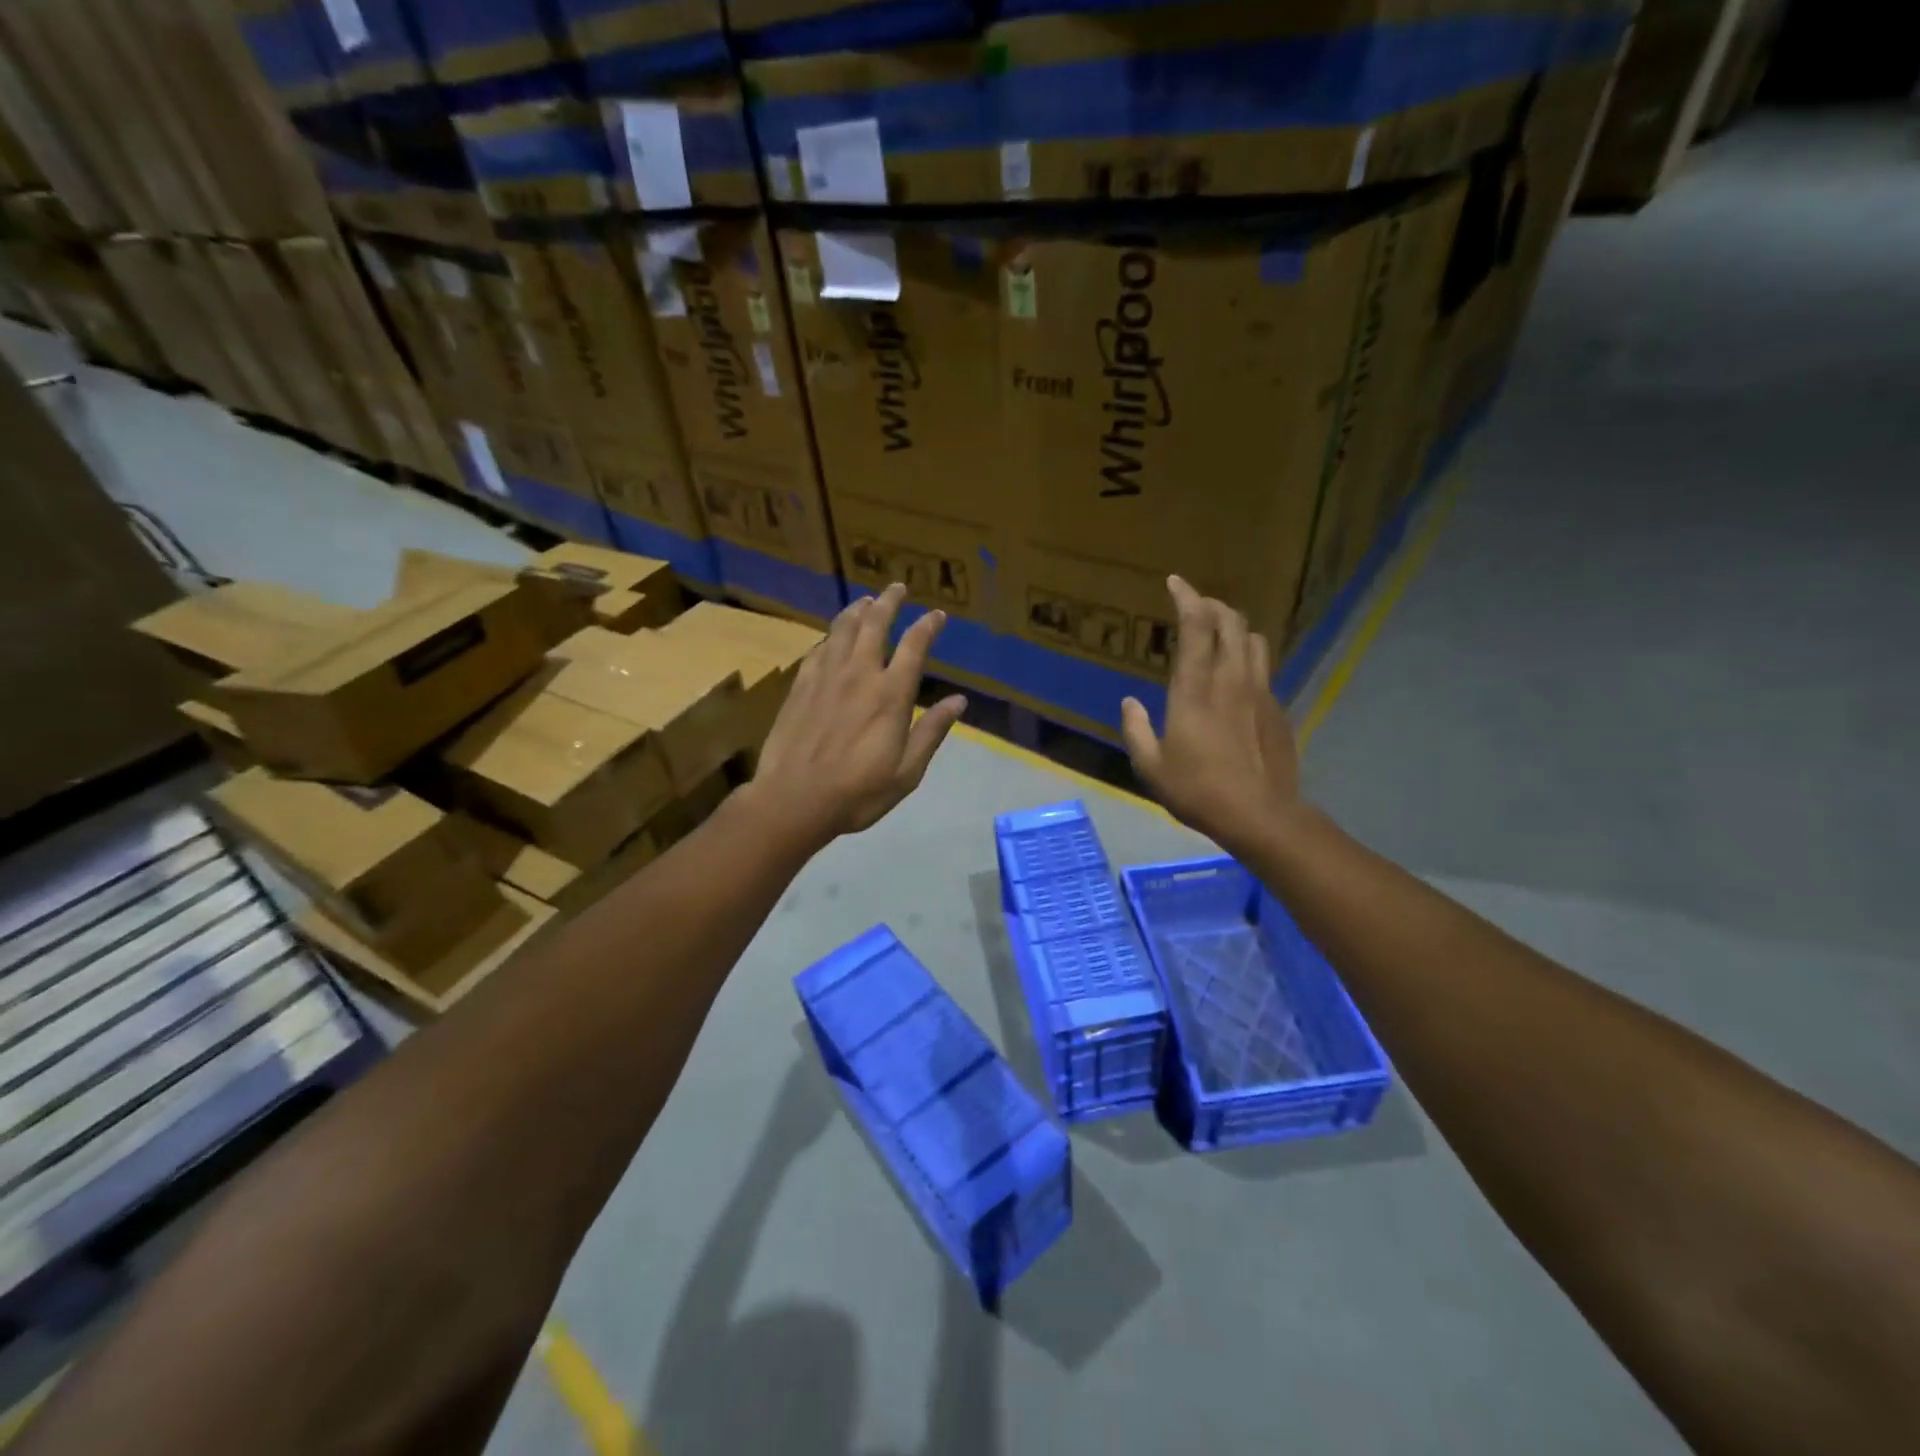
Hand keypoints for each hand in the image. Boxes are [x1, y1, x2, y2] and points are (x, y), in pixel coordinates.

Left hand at [745, 583, 966, 850]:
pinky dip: (831, 635)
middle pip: (875, 624)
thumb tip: (959, 700)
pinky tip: (833, 635)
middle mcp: (859, 674)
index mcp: (891, 695)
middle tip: (897, 587)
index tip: (937, 615)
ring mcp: (826, 677)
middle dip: (889, 602)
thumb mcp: (907, 771)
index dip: (927, 626)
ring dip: (858, 610)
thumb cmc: (858, 792)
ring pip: (843, 629)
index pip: (914, 647)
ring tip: (867, 600)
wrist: (794, 799)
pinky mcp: (801, 685)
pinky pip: (819, 648)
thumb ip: (932, 732)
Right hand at [1121, 575, 1301, 858]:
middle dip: (1212, 604)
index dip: (1186, 597)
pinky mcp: (1277, 709)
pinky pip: (1264, 668)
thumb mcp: (1151, 767)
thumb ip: (1136, 730)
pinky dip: (1248, 657)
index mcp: (1194, 690)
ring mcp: (1259, 692)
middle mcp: (1230, 680)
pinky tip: (1238, 677)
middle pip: (1230, 622)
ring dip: (1235, 627)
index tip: (1175, 582)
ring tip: (1219, 633)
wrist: (1261, 815)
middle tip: (1196, 605)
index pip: (1195, 626)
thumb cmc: (1198, 792)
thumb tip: (1130, 703)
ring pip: (1254, 639)